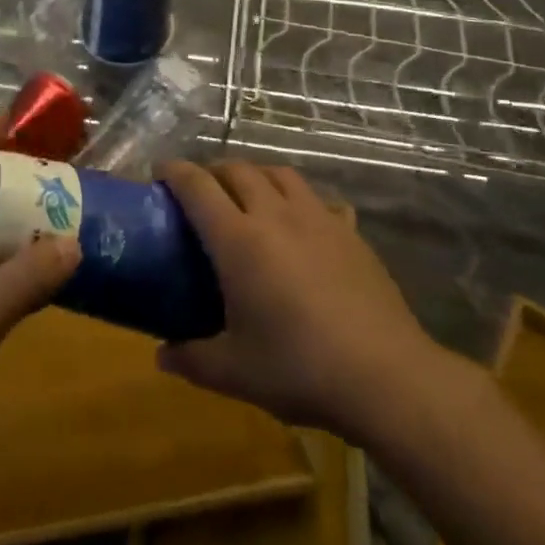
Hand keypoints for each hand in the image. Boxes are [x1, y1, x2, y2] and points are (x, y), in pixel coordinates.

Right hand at [157, 160, 459, 442]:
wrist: (384, 375)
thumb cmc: (298, 368)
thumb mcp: (234, 372)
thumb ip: (192, 359)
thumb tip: (161, 357)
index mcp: (238, 239)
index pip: (197, 186)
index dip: (174, 171)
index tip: (160, 171)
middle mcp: (275, 215)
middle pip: (238, 169)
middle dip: (214, 170)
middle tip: (202, 190)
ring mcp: (318, 218)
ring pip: (280, 174)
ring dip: (257, 174)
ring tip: (249, 194)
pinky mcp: (350, 232)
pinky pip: (320, 200)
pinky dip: (301, 200)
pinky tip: (304, 223)